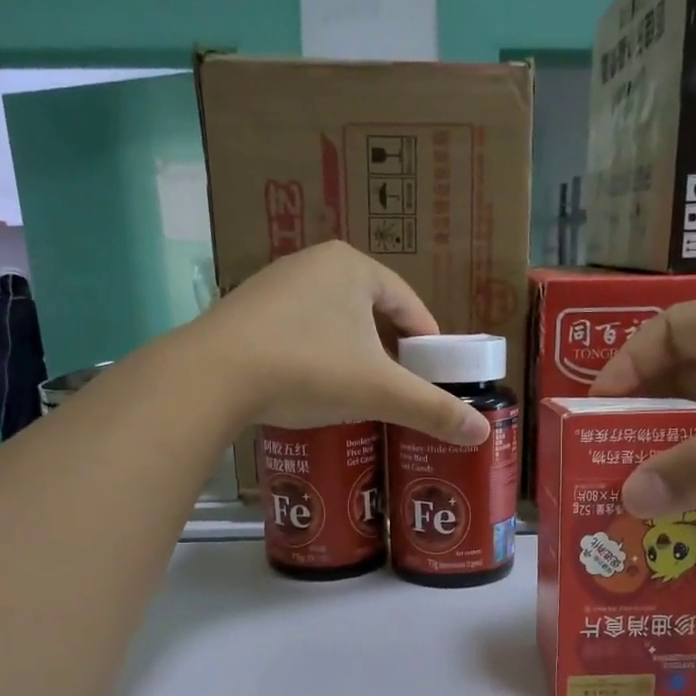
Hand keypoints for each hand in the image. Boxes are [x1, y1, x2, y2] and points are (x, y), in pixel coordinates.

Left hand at [192, 241, 489, 444]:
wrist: (213, 376)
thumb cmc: (308, 368)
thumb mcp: (379, 391)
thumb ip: (432, 409)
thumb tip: (482, 432)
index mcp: (353, 267)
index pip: (407, 302)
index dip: (427, 340)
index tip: (434, 373)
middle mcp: (313, 263)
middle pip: (370, 310)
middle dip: (388, 348)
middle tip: (400, 386)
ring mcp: (274, 284)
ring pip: (332, 321)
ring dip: (352, 352)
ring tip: (360, 391)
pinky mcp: (246, 311)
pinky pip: (299, 331)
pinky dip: (316, 355)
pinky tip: (313, 385)